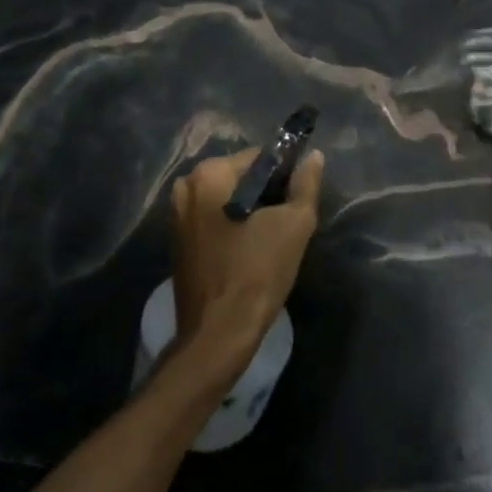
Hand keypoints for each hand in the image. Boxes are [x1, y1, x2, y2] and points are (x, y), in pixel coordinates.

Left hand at [169, 146, 325, 367]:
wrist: (218, 335)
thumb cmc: (257, 272)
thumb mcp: (294, 224)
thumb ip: (306, 185)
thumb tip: (315, 157)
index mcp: (208, 174)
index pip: (259, 157)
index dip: (286, 174)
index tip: (298, 199)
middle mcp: (186, 187)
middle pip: (240, 177)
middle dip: (266, 194)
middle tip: (288, 221)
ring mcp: (176, 216)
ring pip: (227, 200)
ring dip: (251, 212)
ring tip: (272, 238)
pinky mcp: (178, 242)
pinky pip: (214, 220)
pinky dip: (233, 228)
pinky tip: (250, 251)